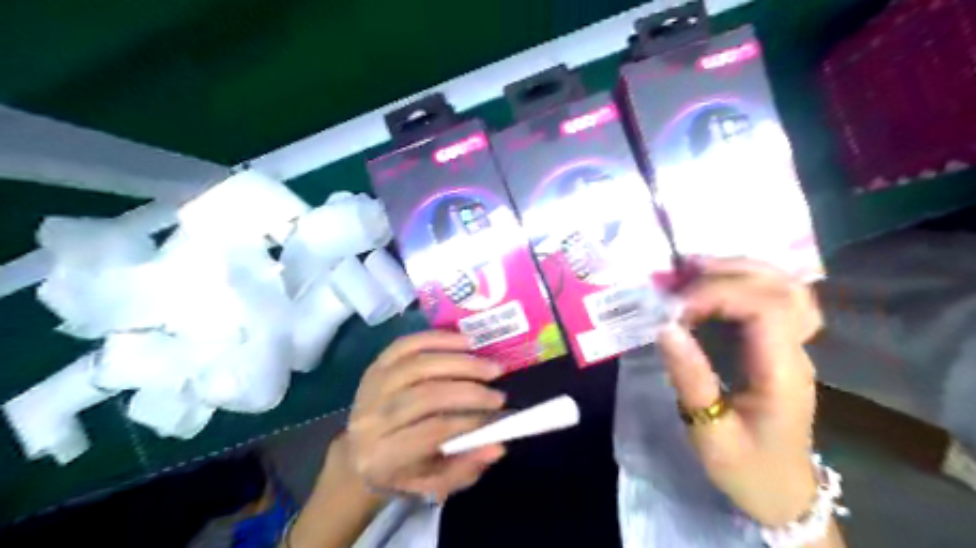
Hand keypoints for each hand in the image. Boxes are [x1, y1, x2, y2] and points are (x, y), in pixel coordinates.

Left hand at [345, 333, 507, 502]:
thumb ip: (464, 469)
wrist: (359, 455)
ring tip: (490, 367)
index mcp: (383, 456)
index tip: (498, 414)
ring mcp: (371, 388)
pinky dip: (438, 339)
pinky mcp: (374, 365)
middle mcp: (371, 419)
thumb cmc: (402, 473)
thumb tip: (497, 446)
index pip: (430, 432)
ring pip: (418, 366)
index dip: (468, 421)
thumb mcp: (433, 485)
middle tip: (499, 393)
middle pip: (425, 395)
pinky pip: (406, 344)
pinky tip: (466, 342)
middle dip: (469, 391)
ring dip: (460, 363)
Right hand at [660, 258, 826, 523]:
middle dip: (729, 272)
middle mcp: (797, 352)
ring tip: (695, 269)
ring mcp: (796, 347)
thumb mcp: (710, 434)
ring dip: (740, 270)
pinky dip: (745, 282)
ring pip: (785, 287)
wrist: (783, 493)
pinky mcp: (783, 347)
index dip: (718, 295)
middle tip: (682, 273)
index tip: (676, 308)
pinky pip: (775, 299)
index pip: (765, 309)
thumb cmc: (747, 469)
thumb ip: (689, 379)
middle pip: (782, 288)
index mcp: (783, 374)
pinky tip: (715, 284)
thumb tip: (664, 327)